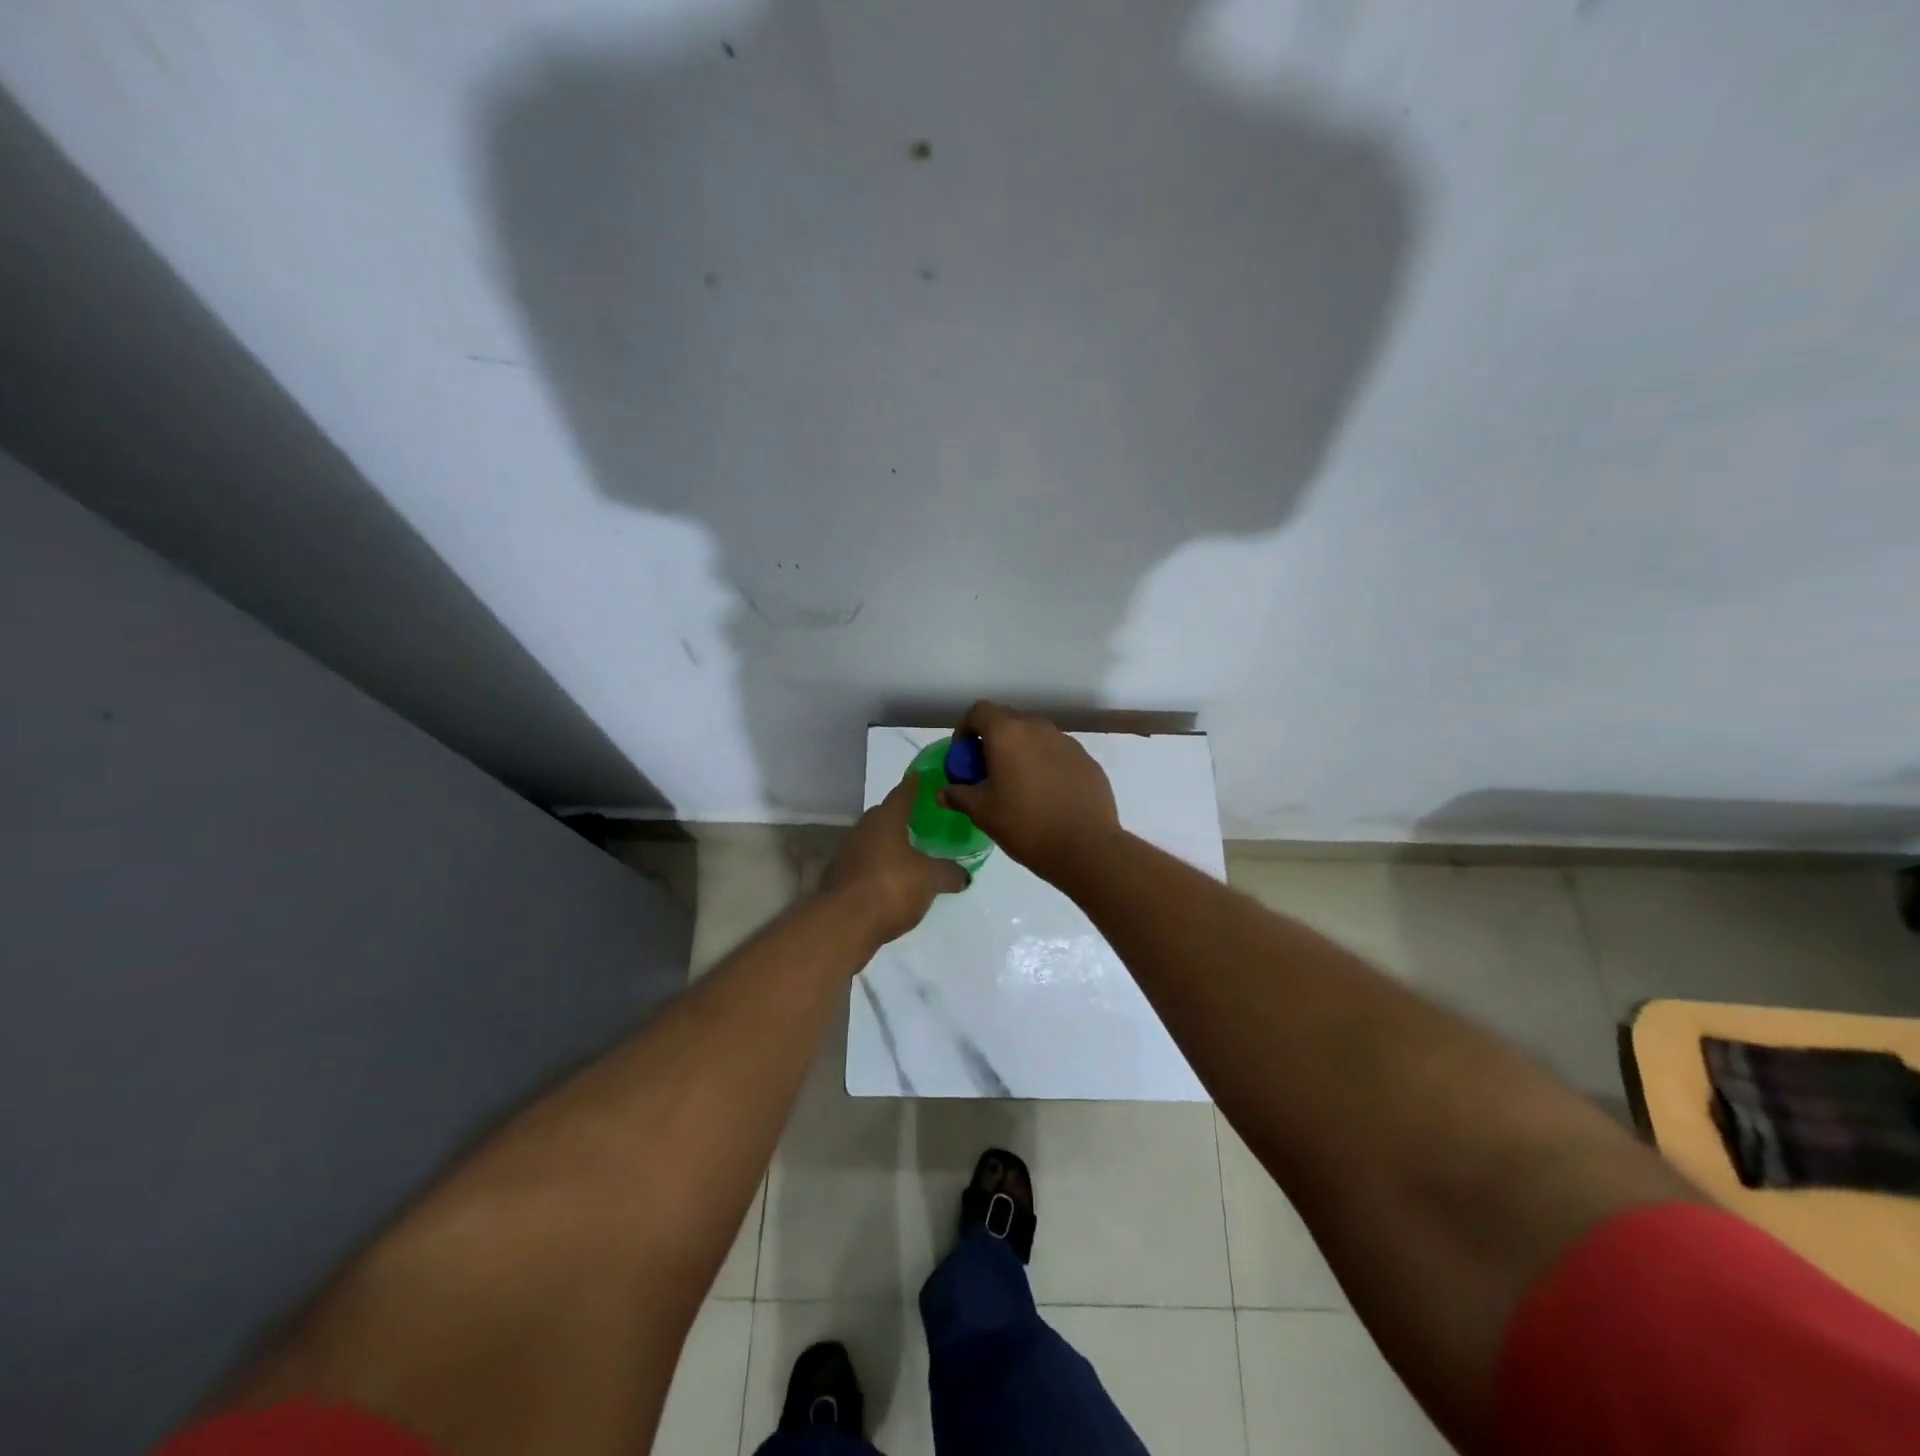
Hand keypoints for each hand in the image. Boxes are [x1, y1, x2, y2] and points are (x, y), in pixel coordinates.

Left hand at [821, 774, 969, 945]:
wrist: (842, 924)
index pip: (903, 793)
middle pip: (884, 816)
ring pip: (873, 841)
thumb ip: (949, 873)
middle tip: (923, 822)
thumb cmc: (890, 887)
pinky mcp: (840, 879)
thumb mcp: (930, 879)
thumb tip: (964, 875)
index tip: (924, 778)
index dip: (915, 785)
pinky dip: (880, 868)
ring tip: (912, 854)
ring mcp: (847, 854)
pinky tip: (894, 882)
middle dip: (902, 817)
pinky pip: (866, 865)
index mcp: (885, 819)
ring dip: (890, 845)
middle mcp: (863, 830)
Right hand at [937, 701, 1122, 883]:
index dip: (965, 730)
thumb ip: (959, 795)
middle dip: (992, 741)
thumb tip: (943, 792)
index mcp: (1008, 733)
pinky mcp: (1087, 759)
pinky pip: (1057, 753)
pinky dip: (1045, 764)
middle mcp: (1038, 728)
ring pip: (1035, 736)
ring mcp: (1066, 742)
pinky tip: (1047, 795)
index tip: (964, 758)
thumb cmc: (1026, 825)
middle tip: (987, 773)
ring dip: (1021, 752)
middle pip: (1008, 721)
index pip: (979, 712)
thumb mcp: (983, 813)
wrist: (1086, 847)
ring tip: (1018, 785)